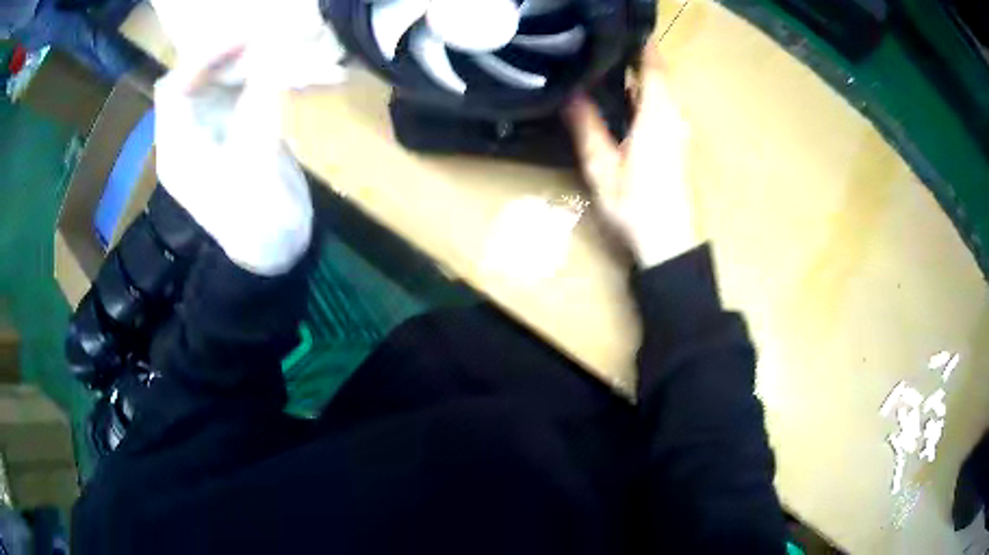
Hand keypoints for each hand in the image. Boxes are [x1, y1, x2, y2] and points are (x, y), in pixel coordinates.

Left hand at [154, 47, 312, 275]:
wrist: (277, 252)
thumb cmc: (259, 224)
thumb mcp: (256, 168)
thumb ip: (258, 110)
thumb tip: (271, 57)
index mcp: (179, 150)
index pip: (174, 90)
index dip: (202, 59)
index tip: (244, 40)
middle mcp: (188, 135)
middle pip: (195, 79)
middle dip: (227, 54)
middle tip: (266, 38)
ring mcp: (211, 132)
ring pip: (219, 80)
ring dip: (246, 60)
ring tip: (279, 46)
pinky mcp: (233, 131)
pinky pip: (241, 91)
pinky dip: (261, 74)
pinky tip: (285, 68)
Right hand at [565, 43, 699, 268]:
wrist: (671, 245)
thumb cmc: (637, 206)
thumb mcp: (603, 167)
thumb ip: (587, 126)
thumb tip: (570, 94)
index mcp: (658, 115)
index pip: (654, 66)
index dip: (641, 45)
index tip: (622, 31)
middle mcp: (676, 118)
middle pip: (659, 78)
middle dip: (634, 61)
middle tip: (600, 50)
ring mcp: (681, 134)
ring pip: (661, 95)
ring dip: (639, 82)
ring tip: (605, 72)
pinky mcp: (680, 148)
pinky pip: (663, 111)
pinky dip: (645, 100)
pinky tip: (623, 106)